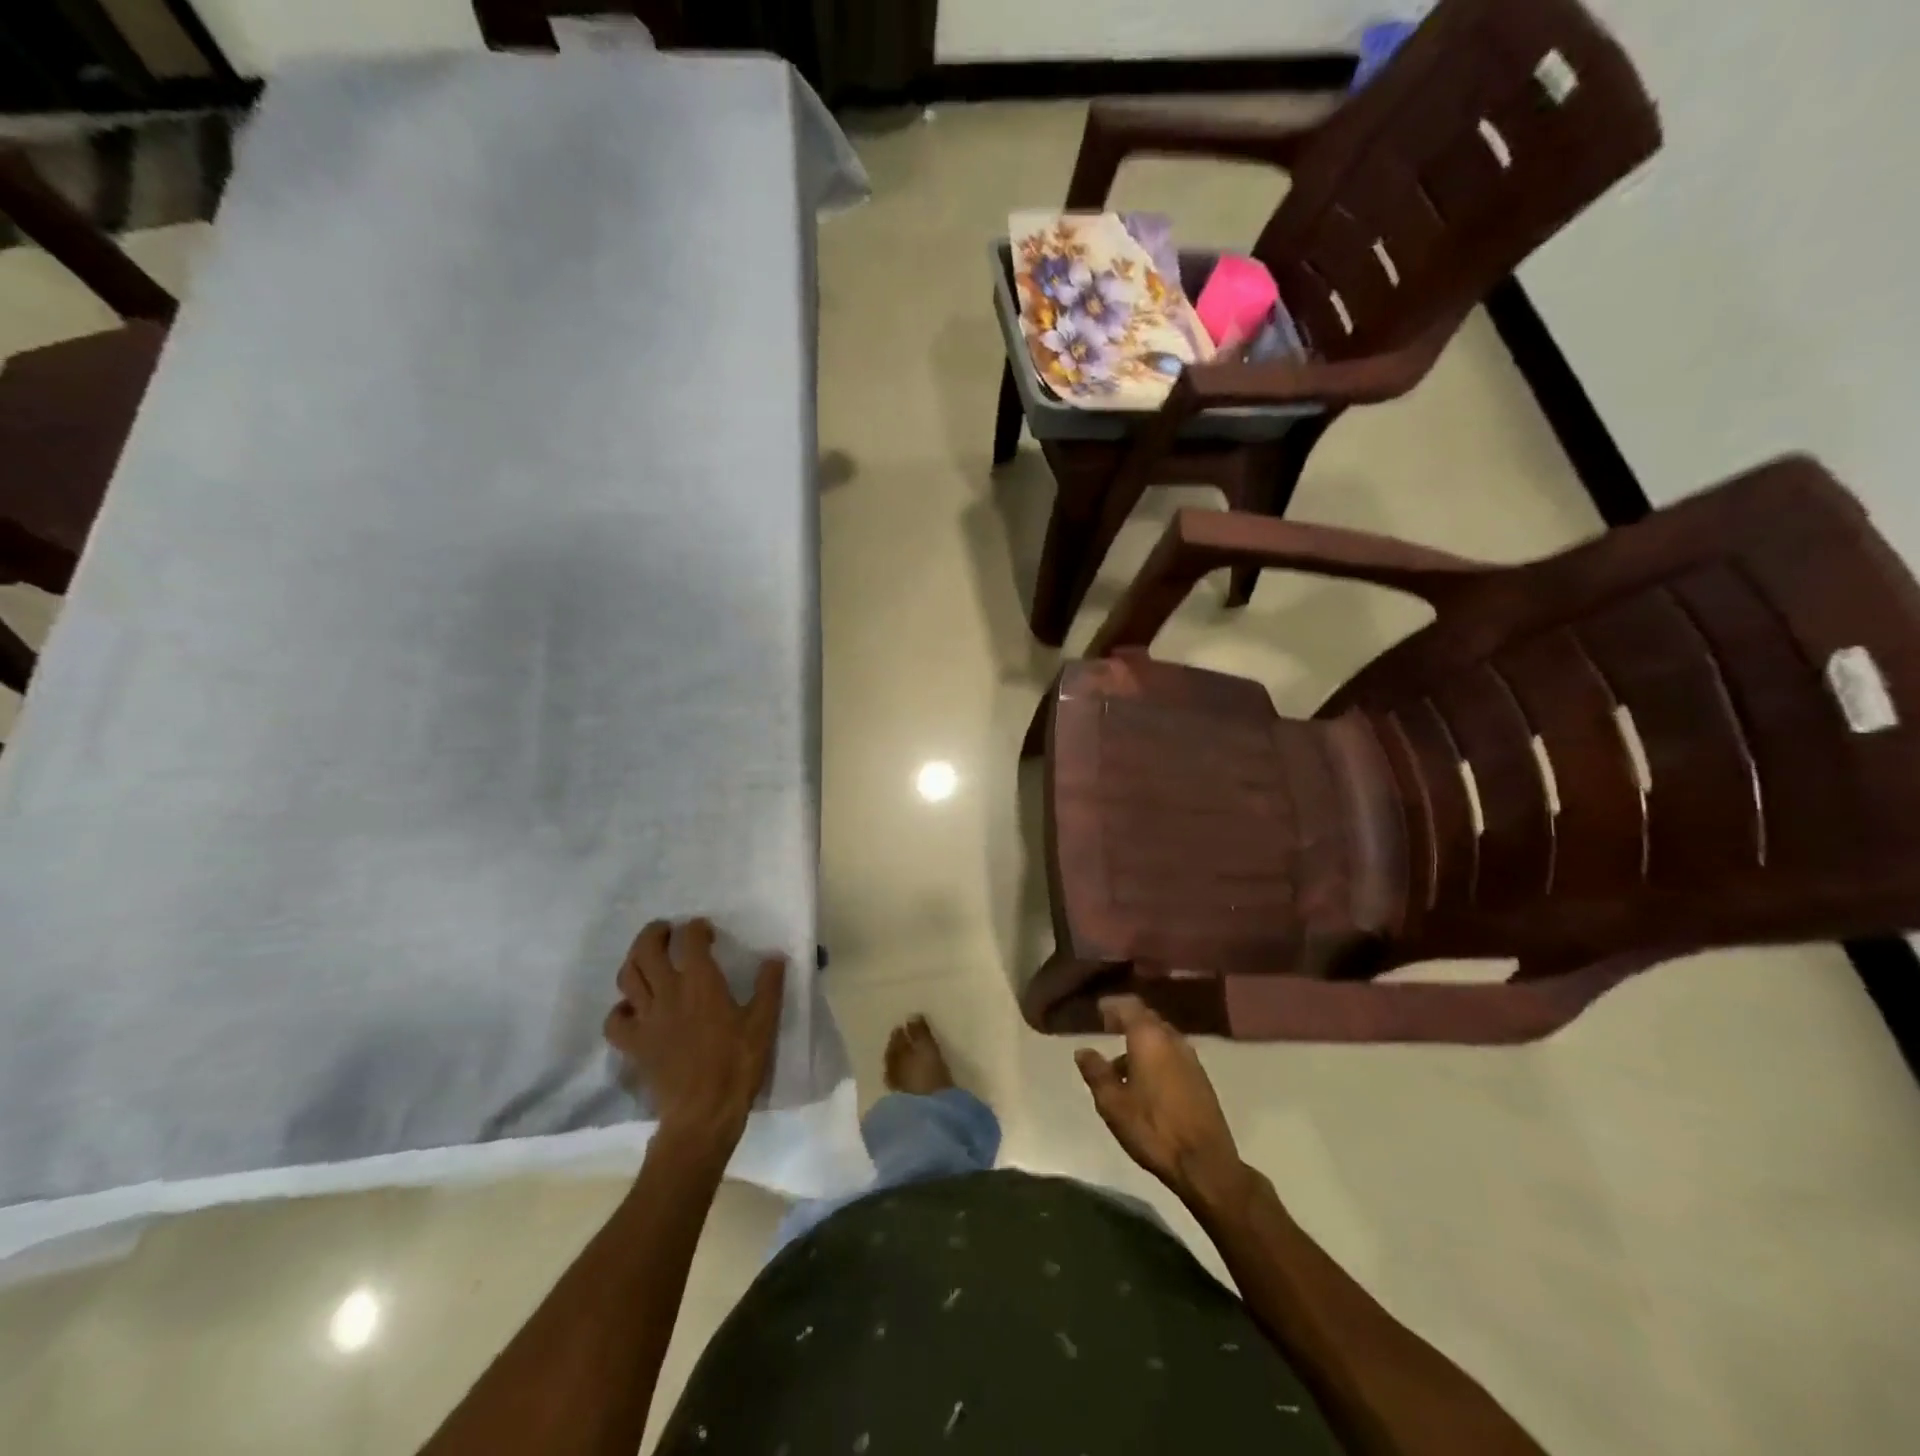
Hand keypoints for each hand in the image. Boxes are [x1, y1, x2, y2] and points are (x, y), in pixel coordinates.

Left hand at [603, 919, 785, 1150]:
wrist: (702, 1114)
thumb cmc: (737, 1065)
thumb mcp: (763, 1023)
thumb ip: (769, 986)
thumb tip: (774, 957)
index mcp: (701, 983)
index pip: (691, 940)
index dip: (696, 928)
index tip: (706, 930)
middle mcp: (668, 993)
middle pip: (647, 950)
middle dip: (655, 933)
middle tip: (667, 930)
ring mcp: (646, 1019)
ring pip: (627, 977)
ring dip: (635, 959)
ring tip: (647, 957)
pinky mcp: (633, 1045)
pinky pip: (614, 1020)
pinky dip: (620, 1008)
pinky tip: (633, 1008)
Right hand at [1076, 995, 1249, 1208]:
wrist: (1205, 1163)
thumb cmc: (1152, 1128)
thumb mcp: (1112, 1103)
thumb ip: (1096, 1072)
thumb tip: (1083, 1051)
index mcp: (1149, 1038)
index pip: (1130, 1006)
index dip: (1113, 1006)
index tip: (1099, 1010)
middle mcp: (1173, 1040)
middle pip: (1148, 1019)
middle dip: (1128, 1022)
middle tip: (1109, 1030)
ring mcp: (1191, 1059)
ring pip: (1162, 1038)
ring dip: (1143, 1043)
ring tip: (1123, 1064)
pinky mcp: (1202, 1079)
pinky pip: (1173, 1055)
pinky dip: (1157, 1057)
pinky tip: (1147, 1082)